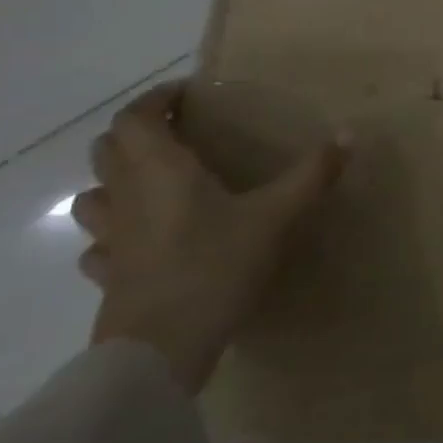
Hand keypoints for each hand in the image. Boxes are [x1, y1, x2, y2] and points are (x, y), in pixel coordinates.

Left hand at [72, 82, 342, 393]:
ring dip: (116, 179)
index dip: (155, 99)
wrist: (161, 348)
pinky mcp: (107, 276)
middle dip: (137, 133)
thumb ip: (312, 174)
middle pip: (108, 148)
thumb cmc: (216, 266)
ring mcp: (110, 238)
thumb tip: (348, 133)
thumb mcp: (277, 216)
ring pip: (93, 194)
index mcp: (161, 171)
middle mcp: (127, 196)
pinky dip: (113, 232)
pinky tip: (140, 241)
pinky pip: (98, 243)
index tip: (186, 95)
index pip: (135, 117)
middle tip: (177, 133)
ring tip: (154, 183)